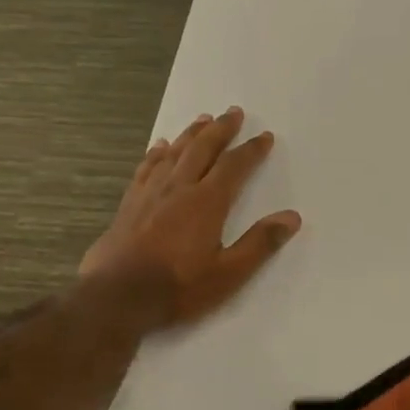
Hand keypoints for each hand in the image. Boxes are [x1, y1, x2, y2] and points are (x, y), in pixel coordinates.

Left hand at [80, 107, 300, 333]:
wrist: (117, 297)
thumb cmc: (179, 288)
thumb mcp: (229, 273)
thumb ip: (260, 243)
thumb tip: (292, 217)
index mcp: (207, 203)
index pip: (235, 167)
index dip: (251, 150)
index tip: (264, 137)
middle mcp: (179, 189)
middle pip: (203, 149)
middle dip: (221, 130)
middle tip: (234, 112)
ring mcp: (150, 194)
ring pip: (174, 153)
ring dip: (191, 134)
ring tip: (203, 119)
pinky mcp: (130, 204)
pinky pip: (146, 168)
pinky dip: (157, 153)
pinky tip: (159, 146)